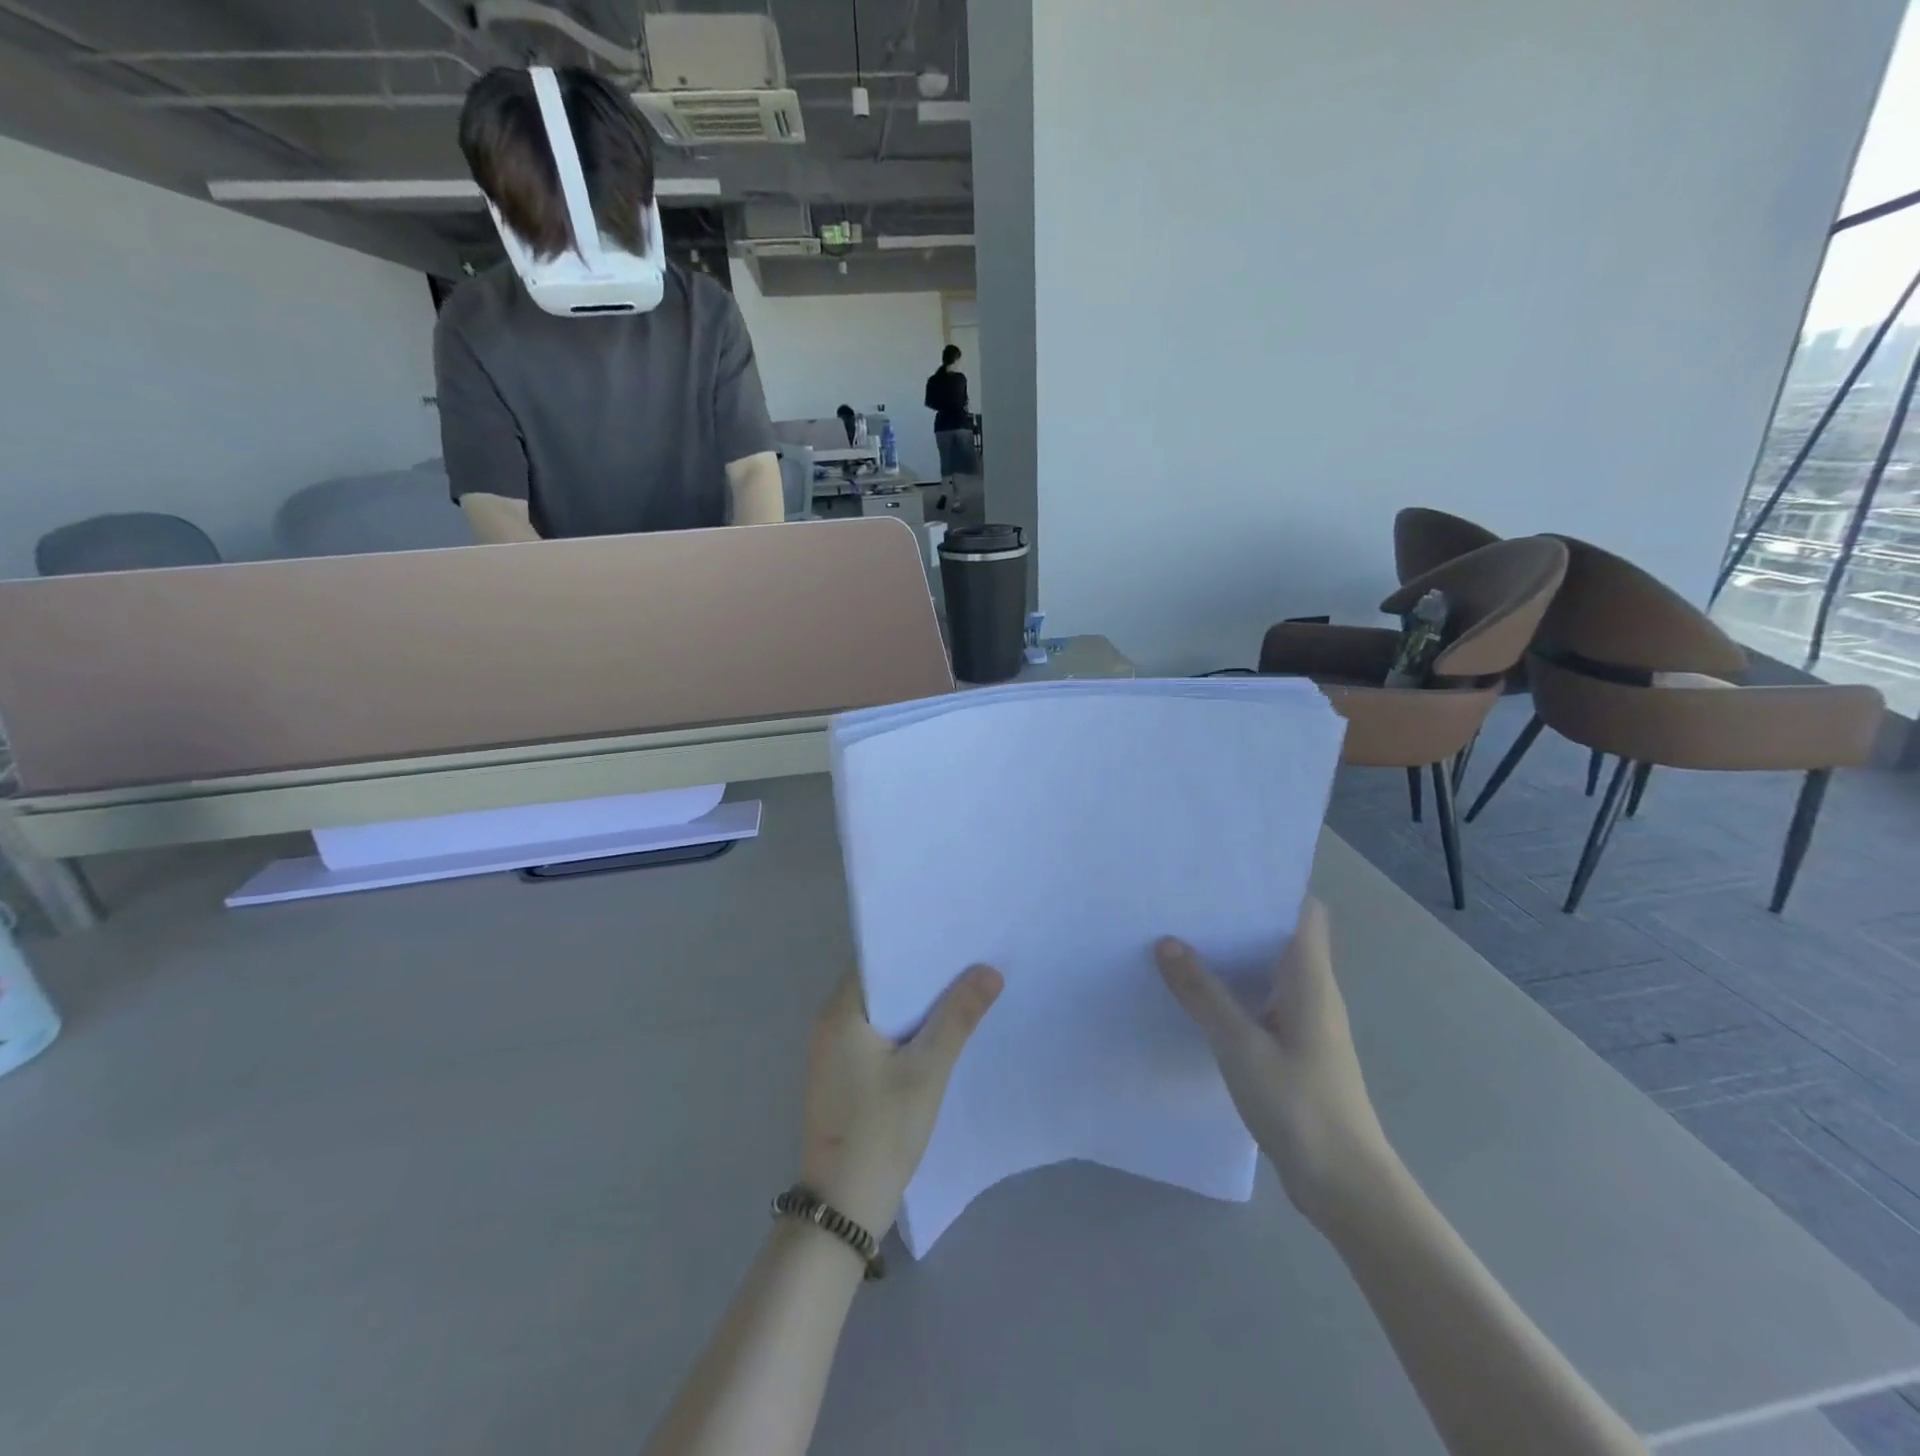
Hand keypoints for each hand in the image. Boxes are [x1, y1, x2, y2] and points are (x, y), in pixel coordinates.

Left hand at [799, 965, 1003, 1236]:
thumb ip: (958, 1017)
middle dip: (922, 976)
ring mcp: (831, 1052)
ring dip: (915, 1005)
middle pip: (881, 985)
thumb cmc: (881, 1131)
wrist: (841, 1209)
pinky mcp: (840, 1077)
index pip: (878, 959)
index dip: (915, 947)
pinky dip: (904, 1031)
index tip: (954, 938)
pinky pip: (875, 1037)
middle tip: (969, 962)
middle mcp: (829, 1023)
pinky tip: (937, 1034)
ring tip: (962, 990)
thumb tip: (989, 970)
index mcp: (840, 1011)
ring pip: (880, 1012)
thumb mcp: (927, 1071)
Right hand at [1155, 899, 1393, 1225]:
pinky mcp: (1294, 1050)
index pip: (1304, 912)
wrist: (1346, 1186)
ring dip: (1234, 954)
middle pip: (1280, 936)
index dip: (1273, 886)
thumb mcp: (1241, 1046)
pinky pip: (1261, 1003)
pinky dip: (1234, 990)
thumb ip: (1203, 994)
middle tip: (1187, 900)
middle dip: (1239, 916)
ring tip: (1183, 937)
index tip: (1228, 871)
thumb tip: (1167, 942)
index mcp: (1310, 979)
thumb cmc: (1301, 1105)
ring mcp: (1305, 1024)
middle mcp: (1312, 993)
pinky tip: (1198, 996)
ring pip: (1268, 971)